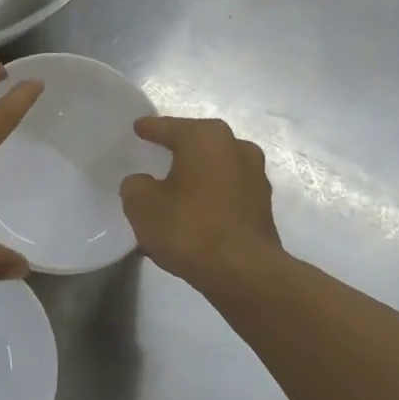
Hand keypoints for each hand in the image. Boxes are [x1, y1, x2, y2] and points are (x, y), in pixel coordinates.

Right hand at [120, 116, 281, 288]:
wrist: (244, 273)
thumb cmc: (189, 227)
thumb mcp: (142, 205)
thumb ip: (135, 186)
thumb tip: (143, 184)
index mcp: (206, 137)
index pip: (169, 127)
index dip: (150, 129)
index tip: (138, 128)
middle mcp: (236, 148)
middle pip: (198, 145)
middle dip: (178, 151)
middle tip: (156, 157)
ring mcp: (255, 178)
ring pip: (215, 170)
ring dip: (197, 178)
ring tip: (174, 193)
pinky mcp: (263, 208)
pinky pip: (227, 195)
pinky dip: (210, 200)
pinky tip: (193, 217)